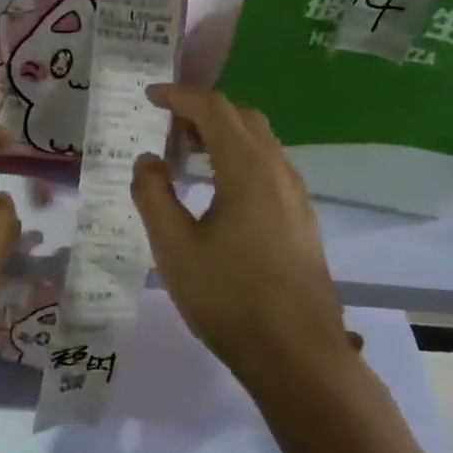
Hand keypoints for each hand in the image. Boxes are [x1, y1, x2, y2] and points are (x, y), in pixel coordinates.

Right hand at [130, 85, 348, 385]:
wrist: (297, 356)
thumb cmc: (228, 298)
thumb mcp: (173, 247)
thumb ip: (153, 194)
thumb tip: (149, 159)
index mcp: (248, 169)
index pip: (213, 109)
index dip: (179, 96)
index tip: (150, 97)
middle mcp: (279, 171)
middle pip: (242, 118)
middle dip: (203, 111)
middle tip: (167, 125)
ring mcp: (297, 196)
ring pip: (260, 142)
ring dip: (223, 135)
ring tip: (188, 155)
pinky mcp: (302, 220)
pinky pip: (269, 168)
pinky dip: (240, 159)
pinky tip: (219, 190)